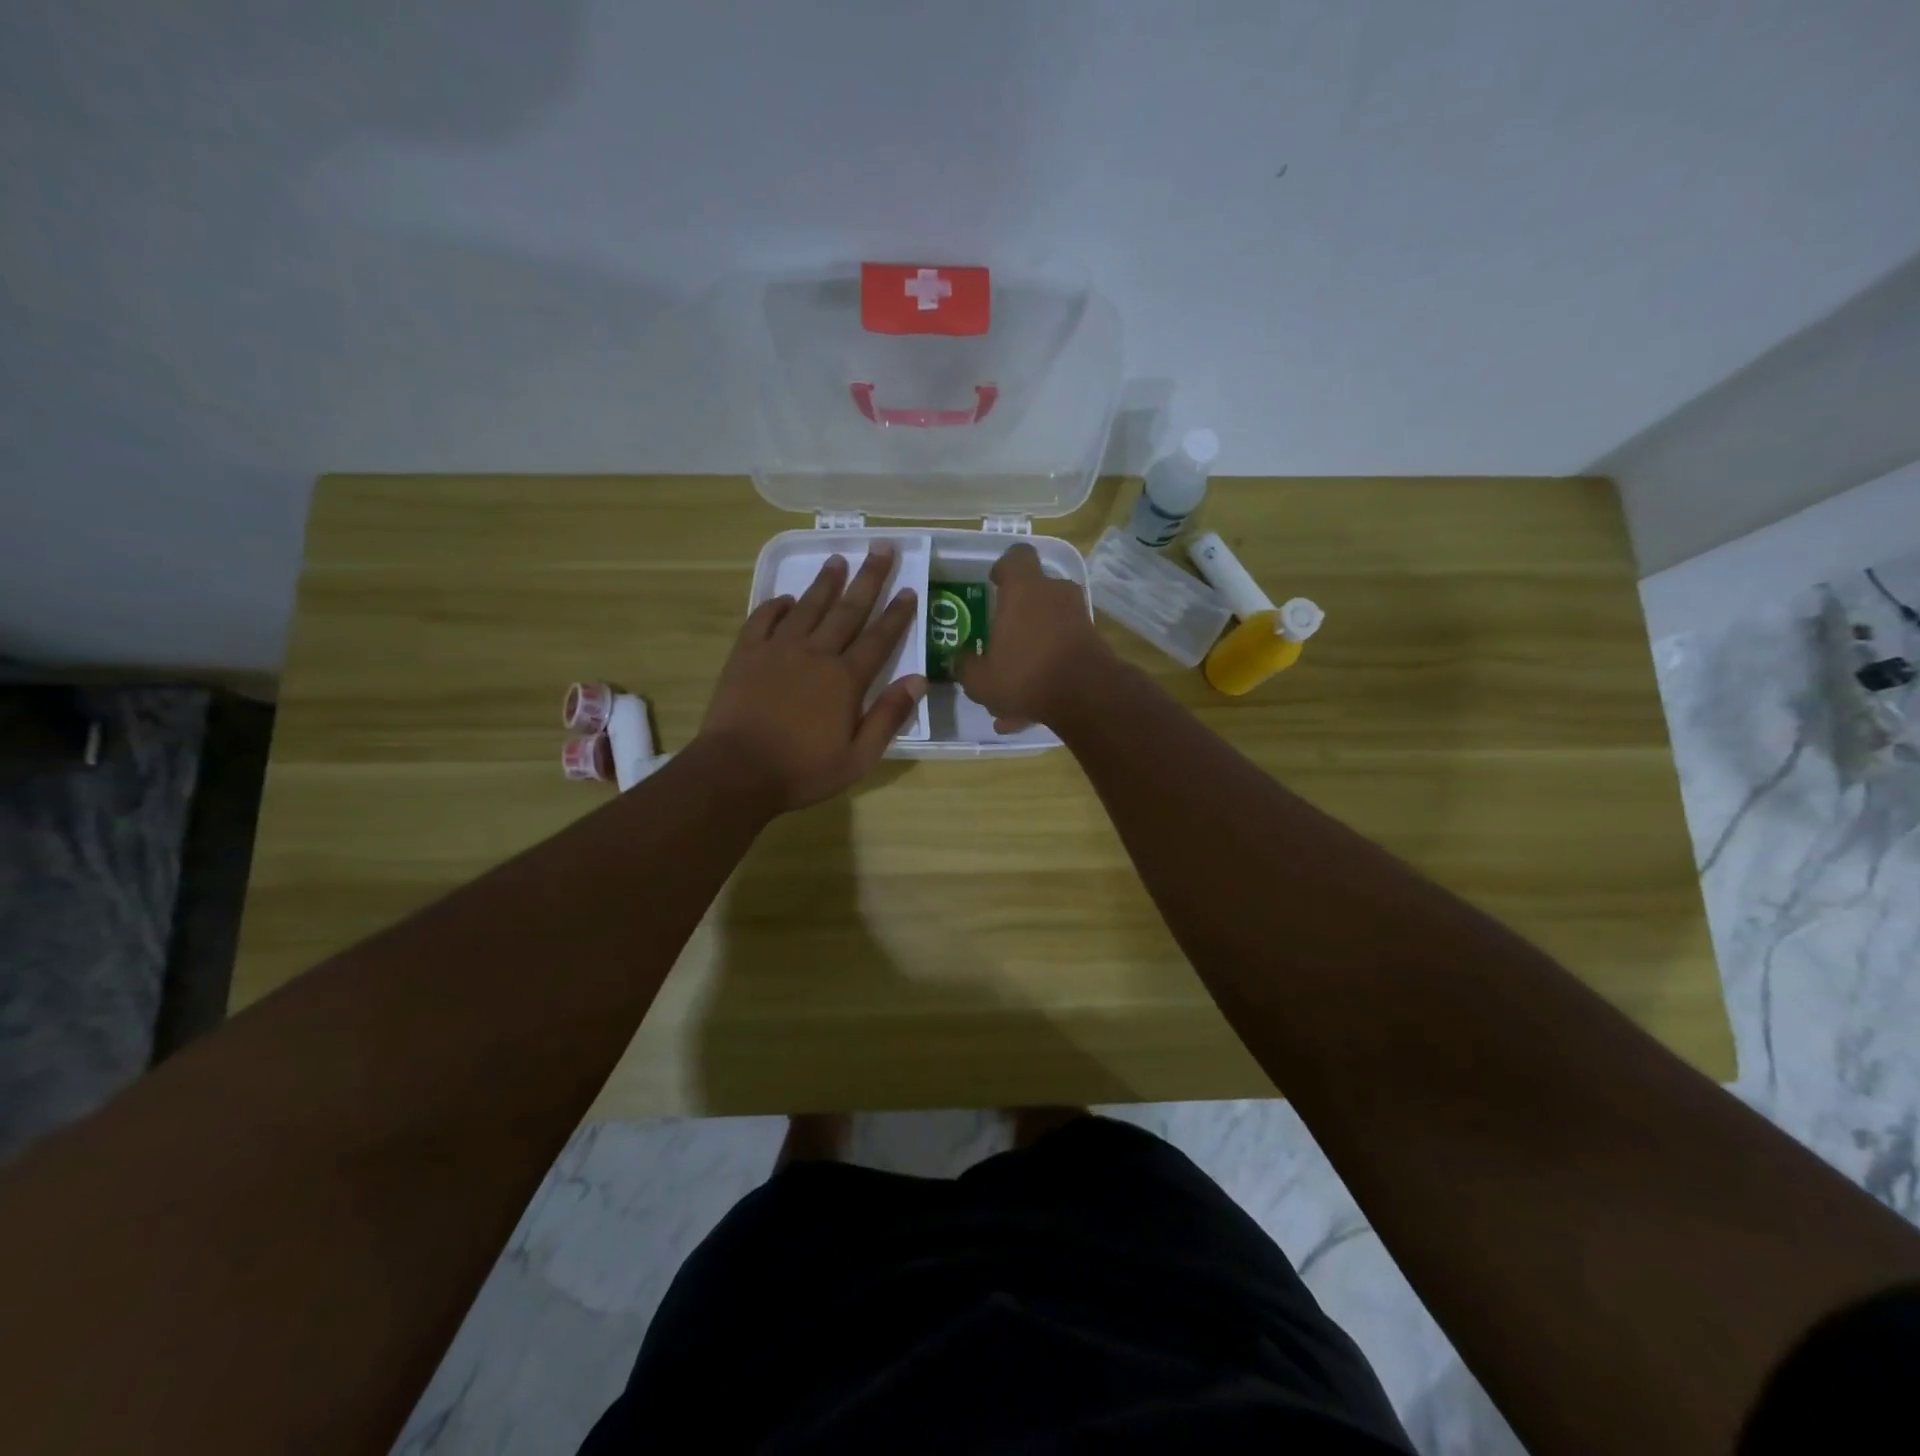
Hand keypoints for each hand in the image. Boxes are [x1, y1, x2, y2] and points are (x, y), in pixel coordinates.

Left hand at [697, 545, 924, 811]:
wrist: (736, 772)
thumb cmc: (802, 770)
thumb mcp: (858, 757)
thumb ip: (888, 716)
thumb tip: (918, 679)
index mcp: (845, 679)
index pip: (879, 638)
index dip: (897, 613)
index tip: (909, 589)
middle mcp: (815, 654)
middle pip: (847, 610)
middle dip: (868, 578)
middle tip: (881, 548)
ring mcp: (777, 650)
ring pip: (808, 607)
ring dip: (825, 582)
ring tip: (838, 559)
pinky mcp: (746, 654)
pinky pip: (763, 618)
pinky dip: (776, 605)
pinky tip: (786, 598)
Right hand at [956, 543, 1115, 730]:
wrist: (1087, 696)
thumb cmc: (1026, 674)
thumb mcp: (980, 679)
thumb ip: (966, 665)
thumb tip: (961, 659)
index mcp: (1024, 589)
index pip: (1016, 556)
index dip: (1004, 567)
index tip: (995, 584)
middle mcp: (1054, 594)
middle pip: (1034, 593)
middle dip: (1017, 617)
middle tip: (1000, 642)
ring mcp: (1078, 617)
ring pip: (1047, 628)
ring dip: (1030, 652)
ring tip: (1011, 691)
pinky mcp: (1093, 643)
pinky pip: (1061, 652)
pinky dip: (1045, 673)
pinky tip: (1028, 711)